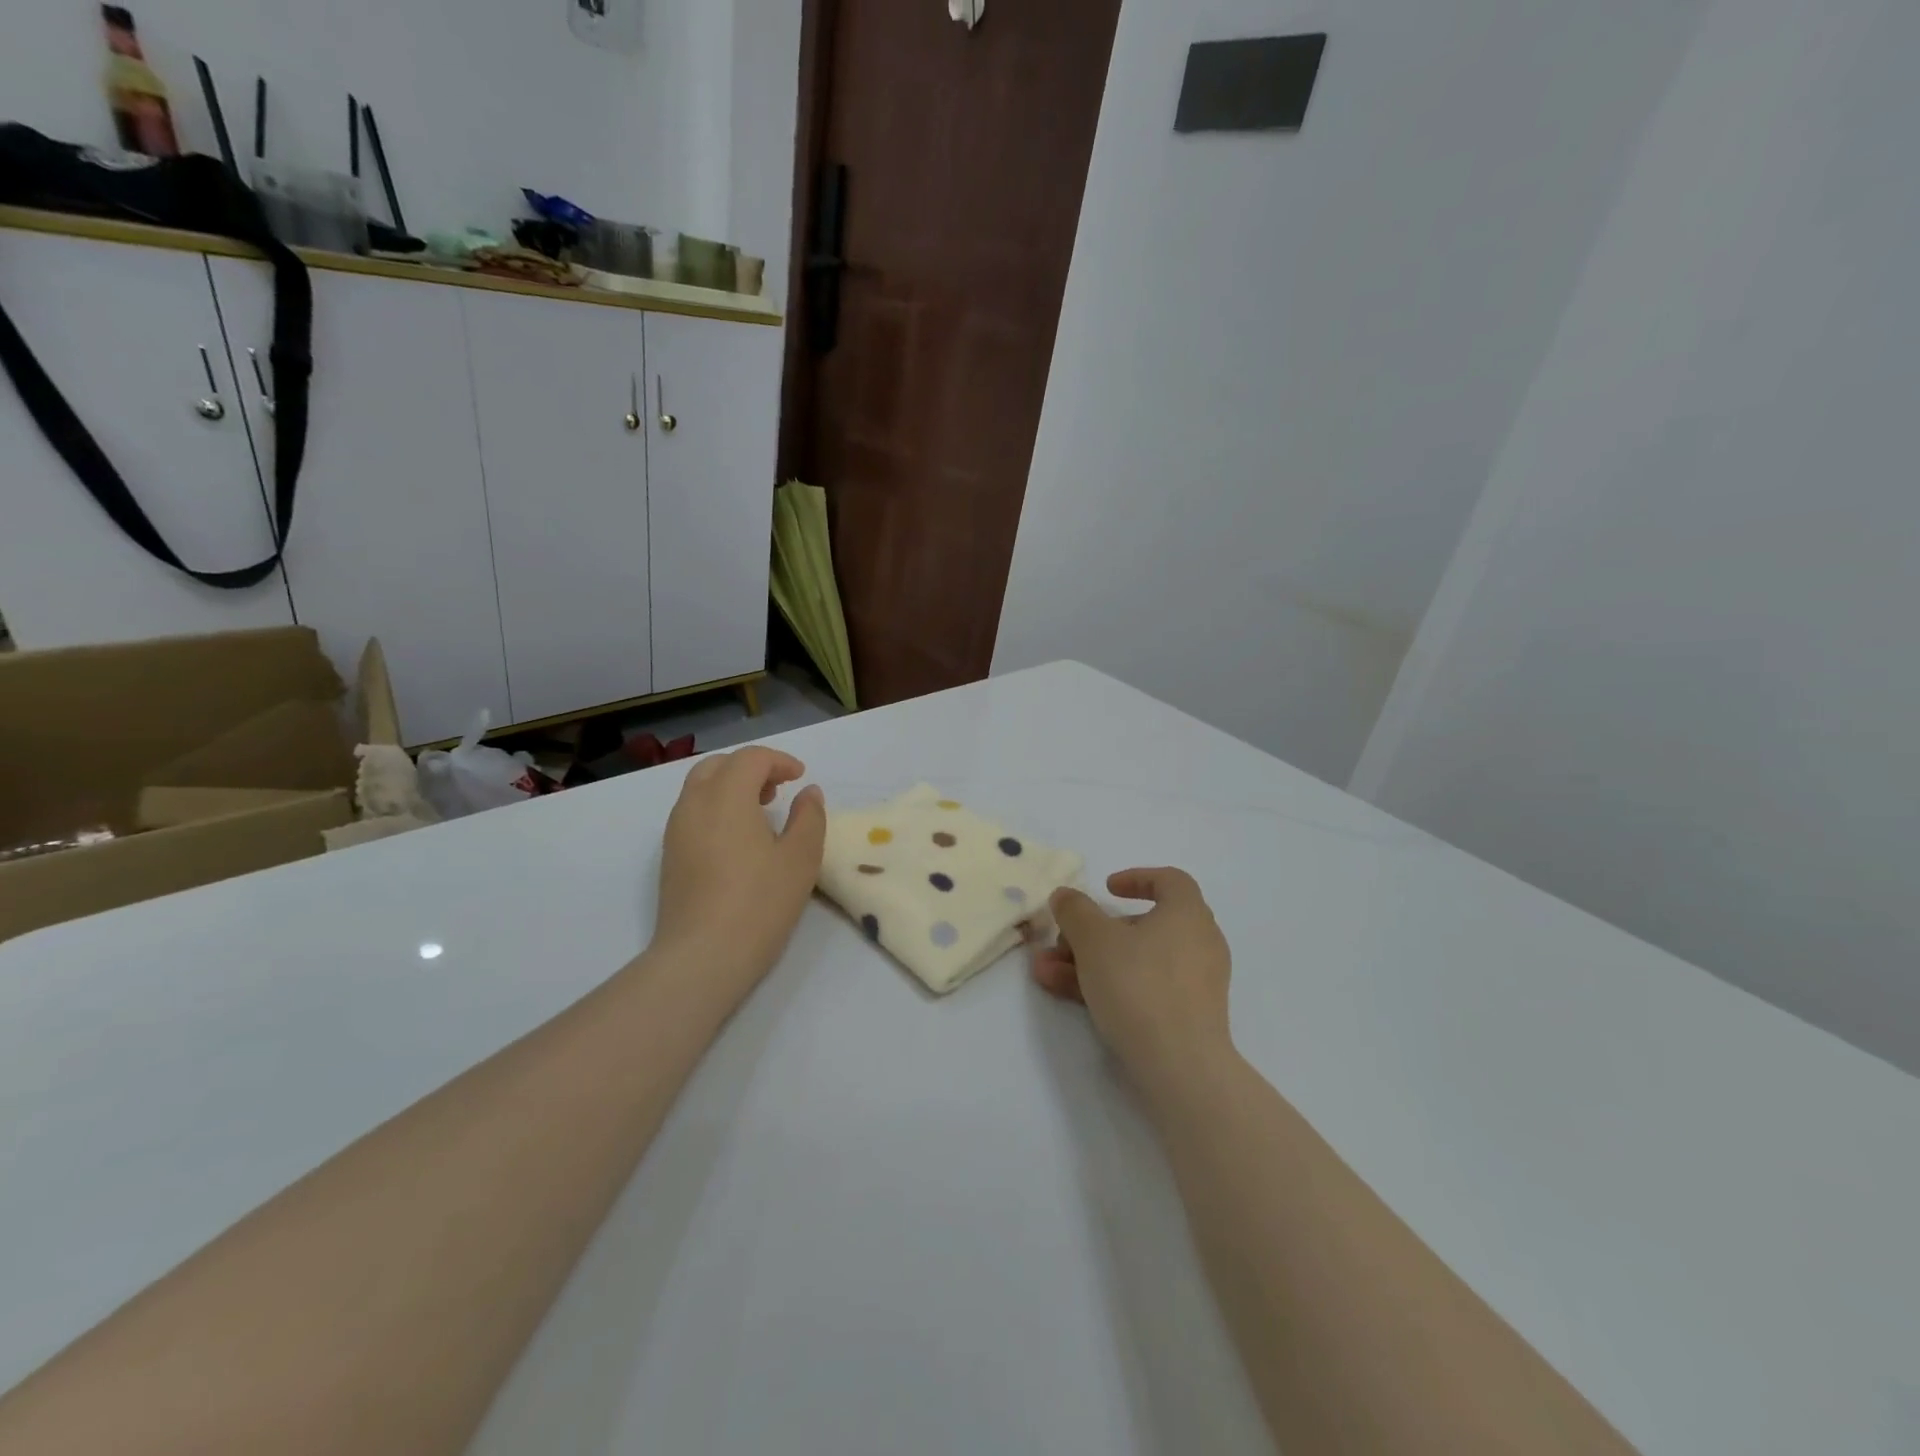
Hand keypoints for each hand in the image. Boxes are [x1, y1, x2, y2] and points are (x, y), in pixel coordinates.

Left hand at [649, 747, 826, 1000]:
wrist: (702, 957)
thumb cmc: (759, 904)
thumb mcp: (800, 859)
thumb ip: (809, 817)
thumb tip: (808, 792)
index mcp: (726, 796)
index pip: (750, 758)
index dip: (779, 761)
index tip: (801, 778)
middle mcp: (694, 804)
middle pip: (718, 765)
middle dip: (750, 768)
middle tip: (778, 789)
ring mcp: (676, 831)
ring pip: (700, 788)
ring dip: (731, 787)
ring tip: (760, 813)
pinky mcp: (670, 856)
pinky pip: (692, 813)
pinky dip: (716, 808)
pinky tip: (738, 840)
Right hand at [1033, 868, 1234, 1095]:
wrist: (1180, 1067)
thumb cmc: (1139, 985)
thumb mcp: (1094, 940)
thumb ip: (1075, 911)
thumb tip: (1066, 896)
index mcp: (1187, 913)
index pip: (1169, 880)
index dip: (1136, 878)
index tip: (1105, 889)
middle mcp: (1199, 942)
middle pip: (1142, 925)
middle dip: (1093, 932)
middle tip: (1061, 941)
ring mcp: (1196, 982)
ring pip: (1136, 960)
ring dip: (1089, 962)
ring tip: (1045, 973)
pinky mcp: (1189, 1016)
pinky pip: (1145, 988)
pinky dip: (1110, 985)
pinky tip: (1068, 996)